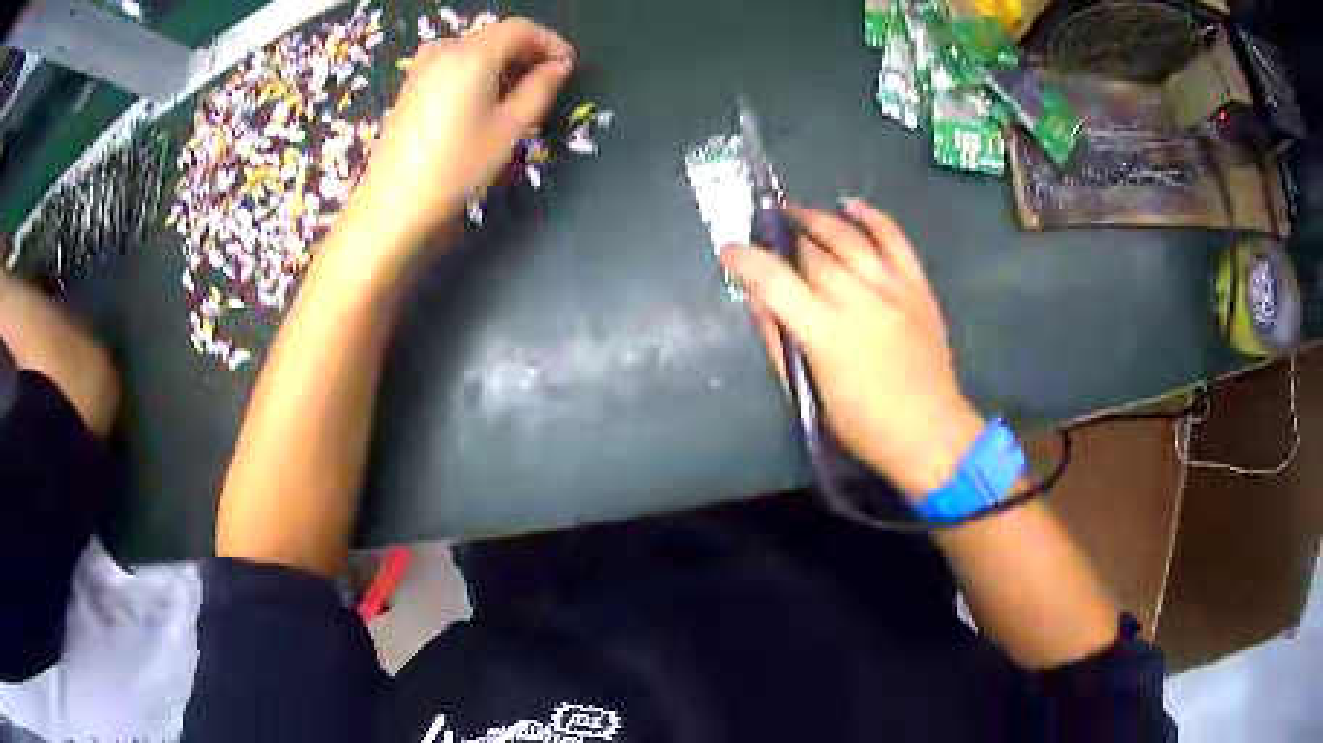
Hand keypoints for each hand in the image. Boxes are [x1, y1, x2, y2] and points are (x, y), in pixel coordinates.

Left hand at [343, 19, 574, 276]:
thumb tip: (560, 65)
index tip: (568, 66)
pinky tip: (485, 100)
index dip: (551, 42)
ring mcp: (423, 66)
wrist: (395, 203)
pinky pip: (454, 63)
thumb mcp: (510, 127)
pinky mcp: (411, 86)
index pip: (521, 28)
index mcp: (473, 52)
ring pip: (475, 49)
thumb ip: (540, 88)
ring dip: (503, 61)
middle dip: (527, 51)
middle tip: (548, 81)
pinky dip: (478, 71)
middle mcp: (445, 48)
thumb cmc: (458, 165)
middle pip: (496, 35)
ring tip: (519, 93)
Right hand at [721, 201, 984, 499]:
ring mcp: (891, 288)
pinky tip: (851, 206)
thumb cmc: (864, 425)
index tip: (729, 252)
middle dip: (783, 240)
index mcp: (825, 333)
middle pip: (811, 252)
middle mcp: (857, 300)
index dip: (745, 260)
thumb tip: (759, 303)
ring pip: (848, 237)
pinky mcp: (917, 286)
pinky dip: (872, 217)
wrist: (930, 432)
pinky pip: (894, 238)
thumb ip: (780, 344)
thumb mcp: (810, 394)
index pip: (774, 281)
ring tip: (797, 213)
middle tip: (769, 238)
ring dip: (818, 220)